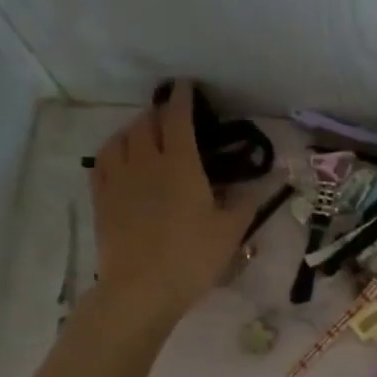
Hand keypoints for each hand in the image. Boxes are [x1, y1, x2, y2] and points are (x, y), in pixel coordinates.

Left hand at [89, 83, 264, 331]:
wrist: (141, 289)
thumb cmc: (192, 258)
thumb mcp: (230, 231)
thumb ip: (248, 200)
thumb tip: (274, 177)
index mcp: (180, 164)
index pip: (179, 118)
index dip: (183, 98)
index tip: (186, 86)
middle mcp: (146, 161)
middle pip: (147, 123)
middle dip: (160, 112)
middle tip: (173, 116)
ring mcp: (118, 178)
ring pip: (122, 137)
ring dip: (135, 128)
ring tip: (146, 133)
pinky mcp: (101, 198)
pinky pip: (102, 160)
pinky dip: (114, 148)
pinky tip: (120, 155)